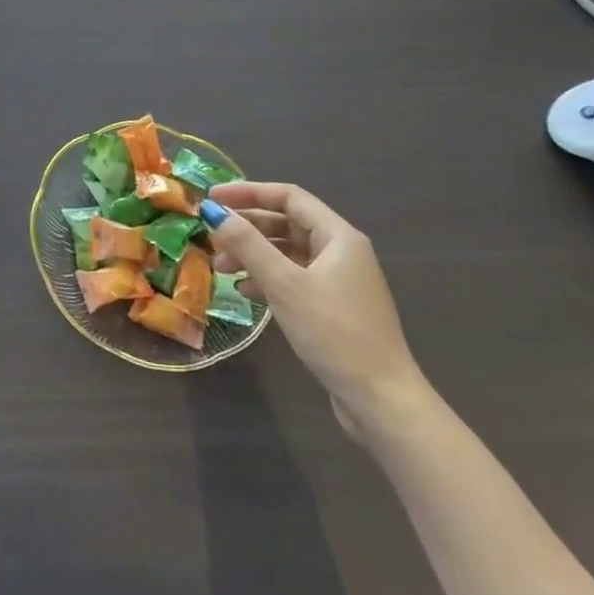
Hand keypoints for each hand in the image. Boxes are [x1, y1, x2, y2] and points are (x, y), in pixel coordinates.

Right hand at [204, 181, 429, 440]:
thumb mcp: (284, 284)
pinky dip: (267, 278)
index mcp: (338, 237)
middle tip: (211, 235)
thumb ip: (246, 243)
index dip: (248, 192)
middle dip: (247, 227)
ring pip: (287, 252)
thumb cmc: (334, 332)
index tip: (212, 197)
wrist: (381, 402)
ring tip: (220, 267)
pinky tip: (245, 291)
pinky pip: (293, 278)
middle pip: (286, 223)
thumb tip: (212, 210)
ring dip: (252, 254)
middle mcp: (341, 252)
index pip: (288, 197)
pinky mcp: (333, 308)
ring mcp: (339, 281)